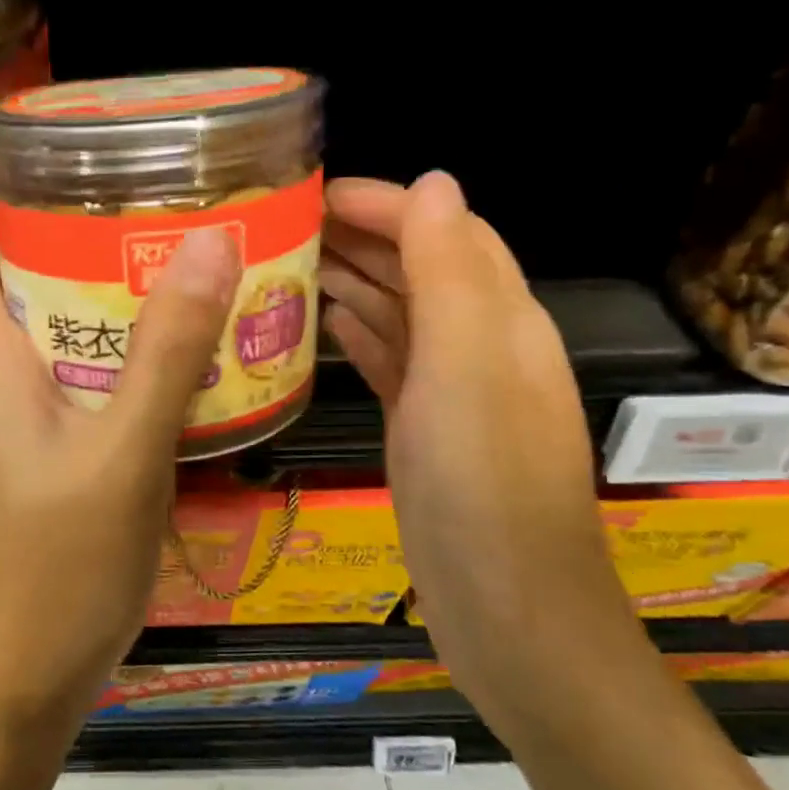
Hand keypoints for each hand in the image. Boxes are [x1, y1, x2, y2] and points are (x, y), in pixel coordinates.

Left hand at [0, 223, 240, 740]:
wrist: (28, 676)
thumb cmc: (64, 561)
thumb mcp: (127, 449)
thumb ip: (166, 350)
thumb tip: (207, 243)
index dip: (7, 224)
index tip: (76, 196)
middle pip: (14, 304)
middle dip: (74, 266)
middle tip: (151, 242)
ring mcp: (4, 440)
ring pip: (43, 355)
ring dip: (96, 324)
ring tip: (168, 298)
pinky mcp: (29, 474)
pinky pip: (61, 402)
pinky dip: (103, 378)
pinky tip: (160, 385)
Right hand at [320, 173, 641, 729]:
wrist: (506, 607)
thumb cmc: (483, 483)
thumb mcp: (467, 366)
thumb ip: (449, 273)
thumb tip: (433, 182)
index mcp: (499, 318)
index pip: (444, 231)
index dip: (386, 203)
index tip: (315, 193)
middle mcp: (480, 345)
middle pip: (418, 268)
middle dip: (359, 238)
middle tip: (282, 228)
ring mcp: (450, 392)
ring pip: (398, 315)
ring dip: (351, 283)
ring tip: (285, 267)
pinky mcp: (423, 431)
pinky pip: (388, 364)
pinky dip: (357, 337)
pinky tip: (320, 327)